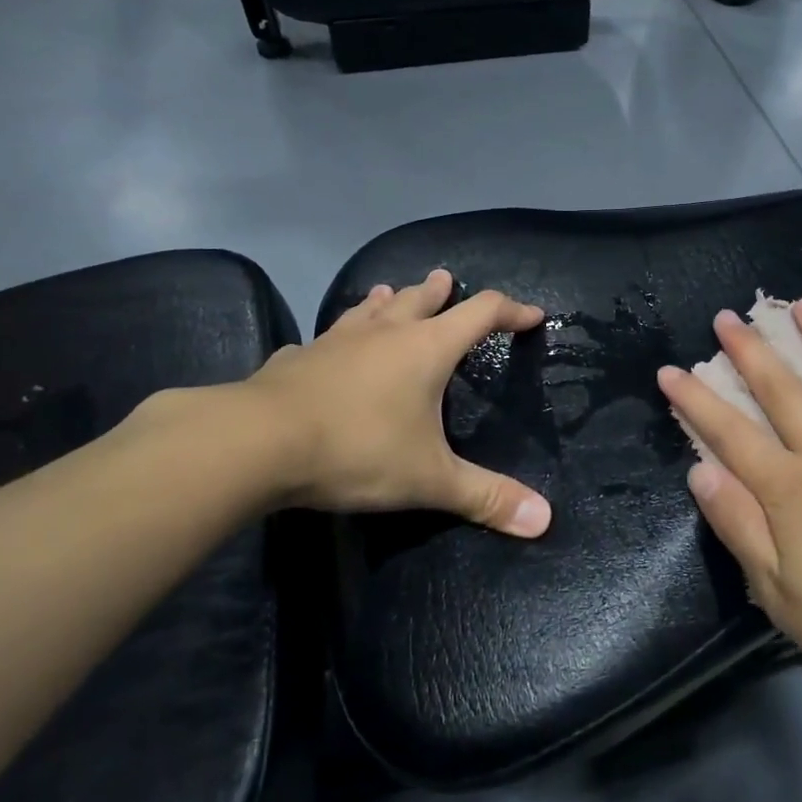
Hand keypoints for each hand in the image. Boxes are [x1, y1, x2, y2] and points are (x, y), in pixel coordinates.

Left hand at [207, 270, 552, 535]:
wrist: (257, 443)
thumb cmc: (358, 450)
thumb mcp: (429, 479)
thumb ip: (486, 497)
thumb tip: (544, 521)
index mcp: (427, 348)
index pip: (481, 313)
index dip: (511, 310)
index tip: (532, 316)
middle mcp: (385, 333)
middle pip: (421, 299)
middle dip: (440, 292)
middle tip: (447, 280)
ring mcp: (336, 340)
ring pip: (370, 308)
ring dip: (387, 300)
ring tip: (391, 292)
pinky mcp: (297, 357)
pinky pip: (326, 338)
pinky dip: (339, 337)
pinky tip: (328, 347)